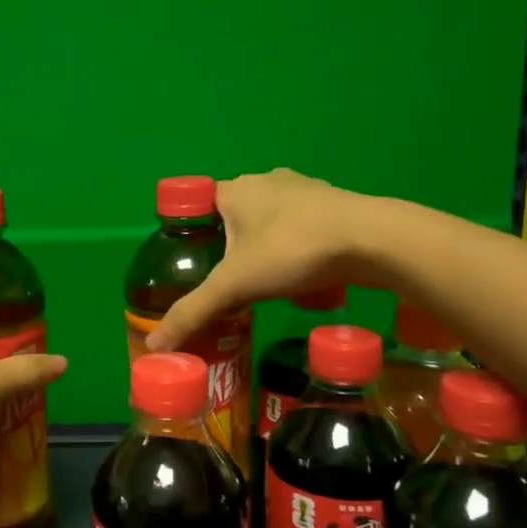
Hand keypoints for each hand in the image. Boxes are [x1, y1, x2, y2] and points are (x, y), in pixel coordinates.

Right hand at [147, 169, 381, 351]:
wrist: (373, 241)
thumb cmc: (292, 251)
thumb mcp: (234, 286)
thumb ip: (193, 313)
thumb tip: (154, 346)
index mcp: (234, 190)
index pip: (198, 206)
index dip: (192, 236)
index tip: (194, 267)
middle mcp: (266, 181)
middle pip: (235, 217)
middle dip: (231, 249)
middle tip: (231, 284)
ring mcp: (304, 190)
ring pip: (271, 222)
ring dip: (265, 249)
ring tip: (266, 283)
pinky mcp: (335, 206)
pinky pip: (303, 228)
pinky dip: (298, 250)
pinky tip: (305, 277)